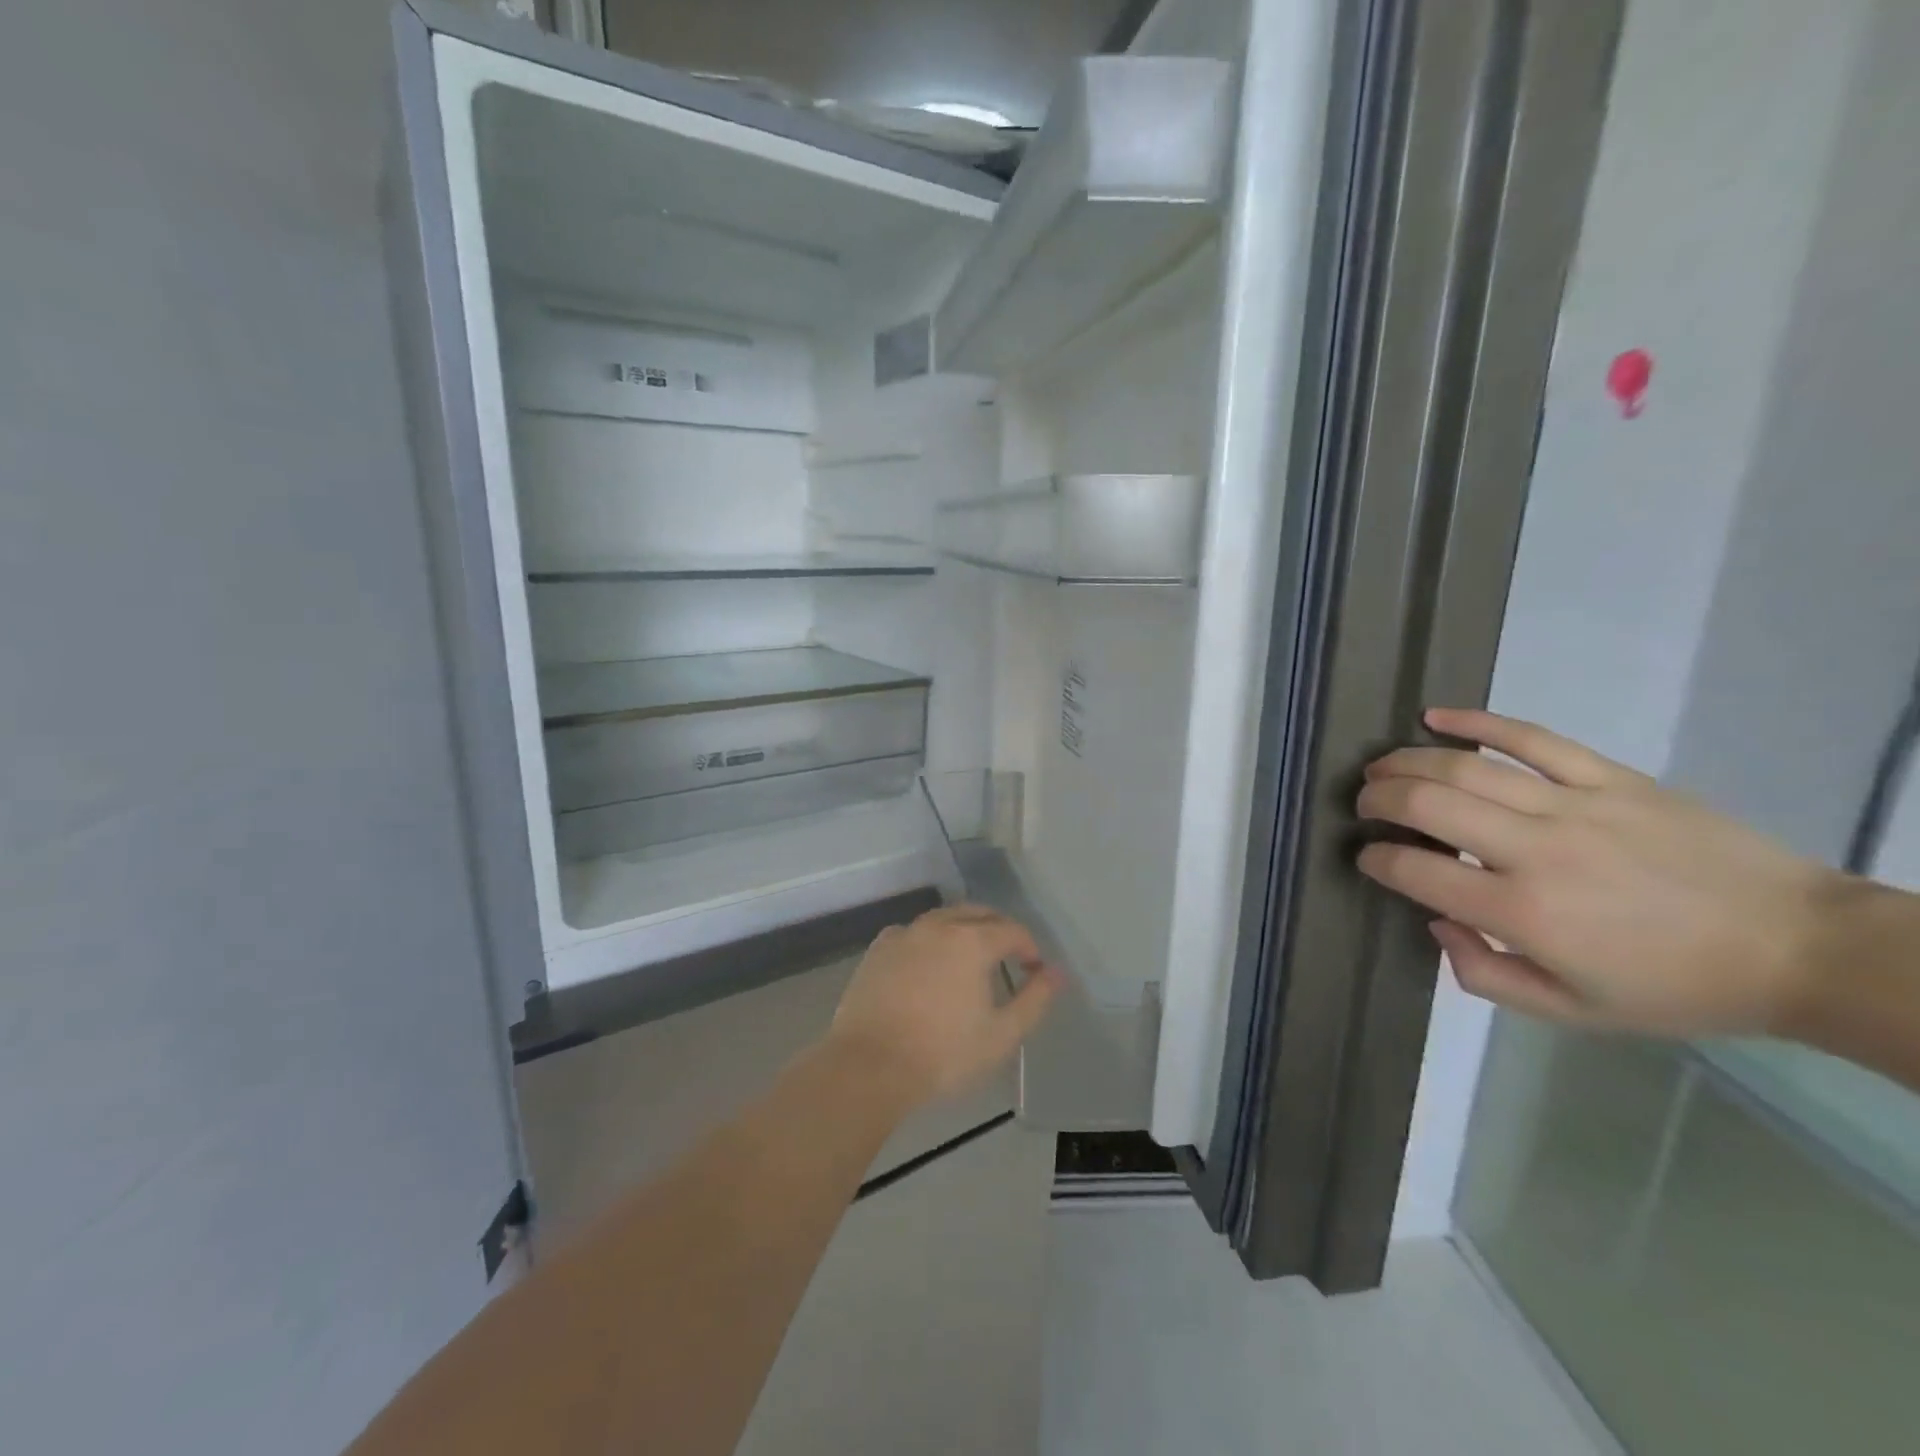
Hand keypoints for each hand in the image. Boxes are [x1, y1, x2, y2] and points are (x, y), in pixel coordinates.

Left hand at [826, 905, 1064, 1108]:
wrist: (870, 1066)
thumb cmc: (943, 1054)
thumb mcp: (1002, 1034)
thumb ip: (1035, 999)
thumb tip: (1056, 973)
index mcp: (972, 941)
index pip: (1012, 930)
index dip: (1029, 947)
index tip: (1034, 969)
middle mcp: (939, 926)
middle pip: (977, 913)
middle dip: (998, 929)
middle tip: (1009, 955)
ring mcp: (904, 934)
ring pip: (943, 918)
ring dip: (963, 929)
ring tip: (971, 957)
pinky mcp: (878, 950)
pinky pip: (912, 933)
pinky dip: (929, 939)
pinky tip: (928, 962)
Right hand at [1355, 707, 1840, 1038]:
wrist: (1798, 947)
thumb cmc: (1675, 988)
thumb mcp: (1572, 1012)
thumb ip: (1485, 975)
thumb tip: (1437, 923)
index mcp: (1522, 912)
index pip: (1415, 872)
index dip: (1376, 859)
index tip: (1367, 857)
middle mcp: (1534, 850)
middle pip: (1427, 804)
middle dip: (1378, 798)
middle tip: (1363, 804)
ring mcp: (1574, 805)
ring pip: (1464, 766)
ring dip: (1406, 761)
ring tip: (1379, 766)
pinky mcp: (1609, 778)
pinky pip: (1531, 738)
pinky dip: (1476, 722)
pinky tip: (1434, 716)